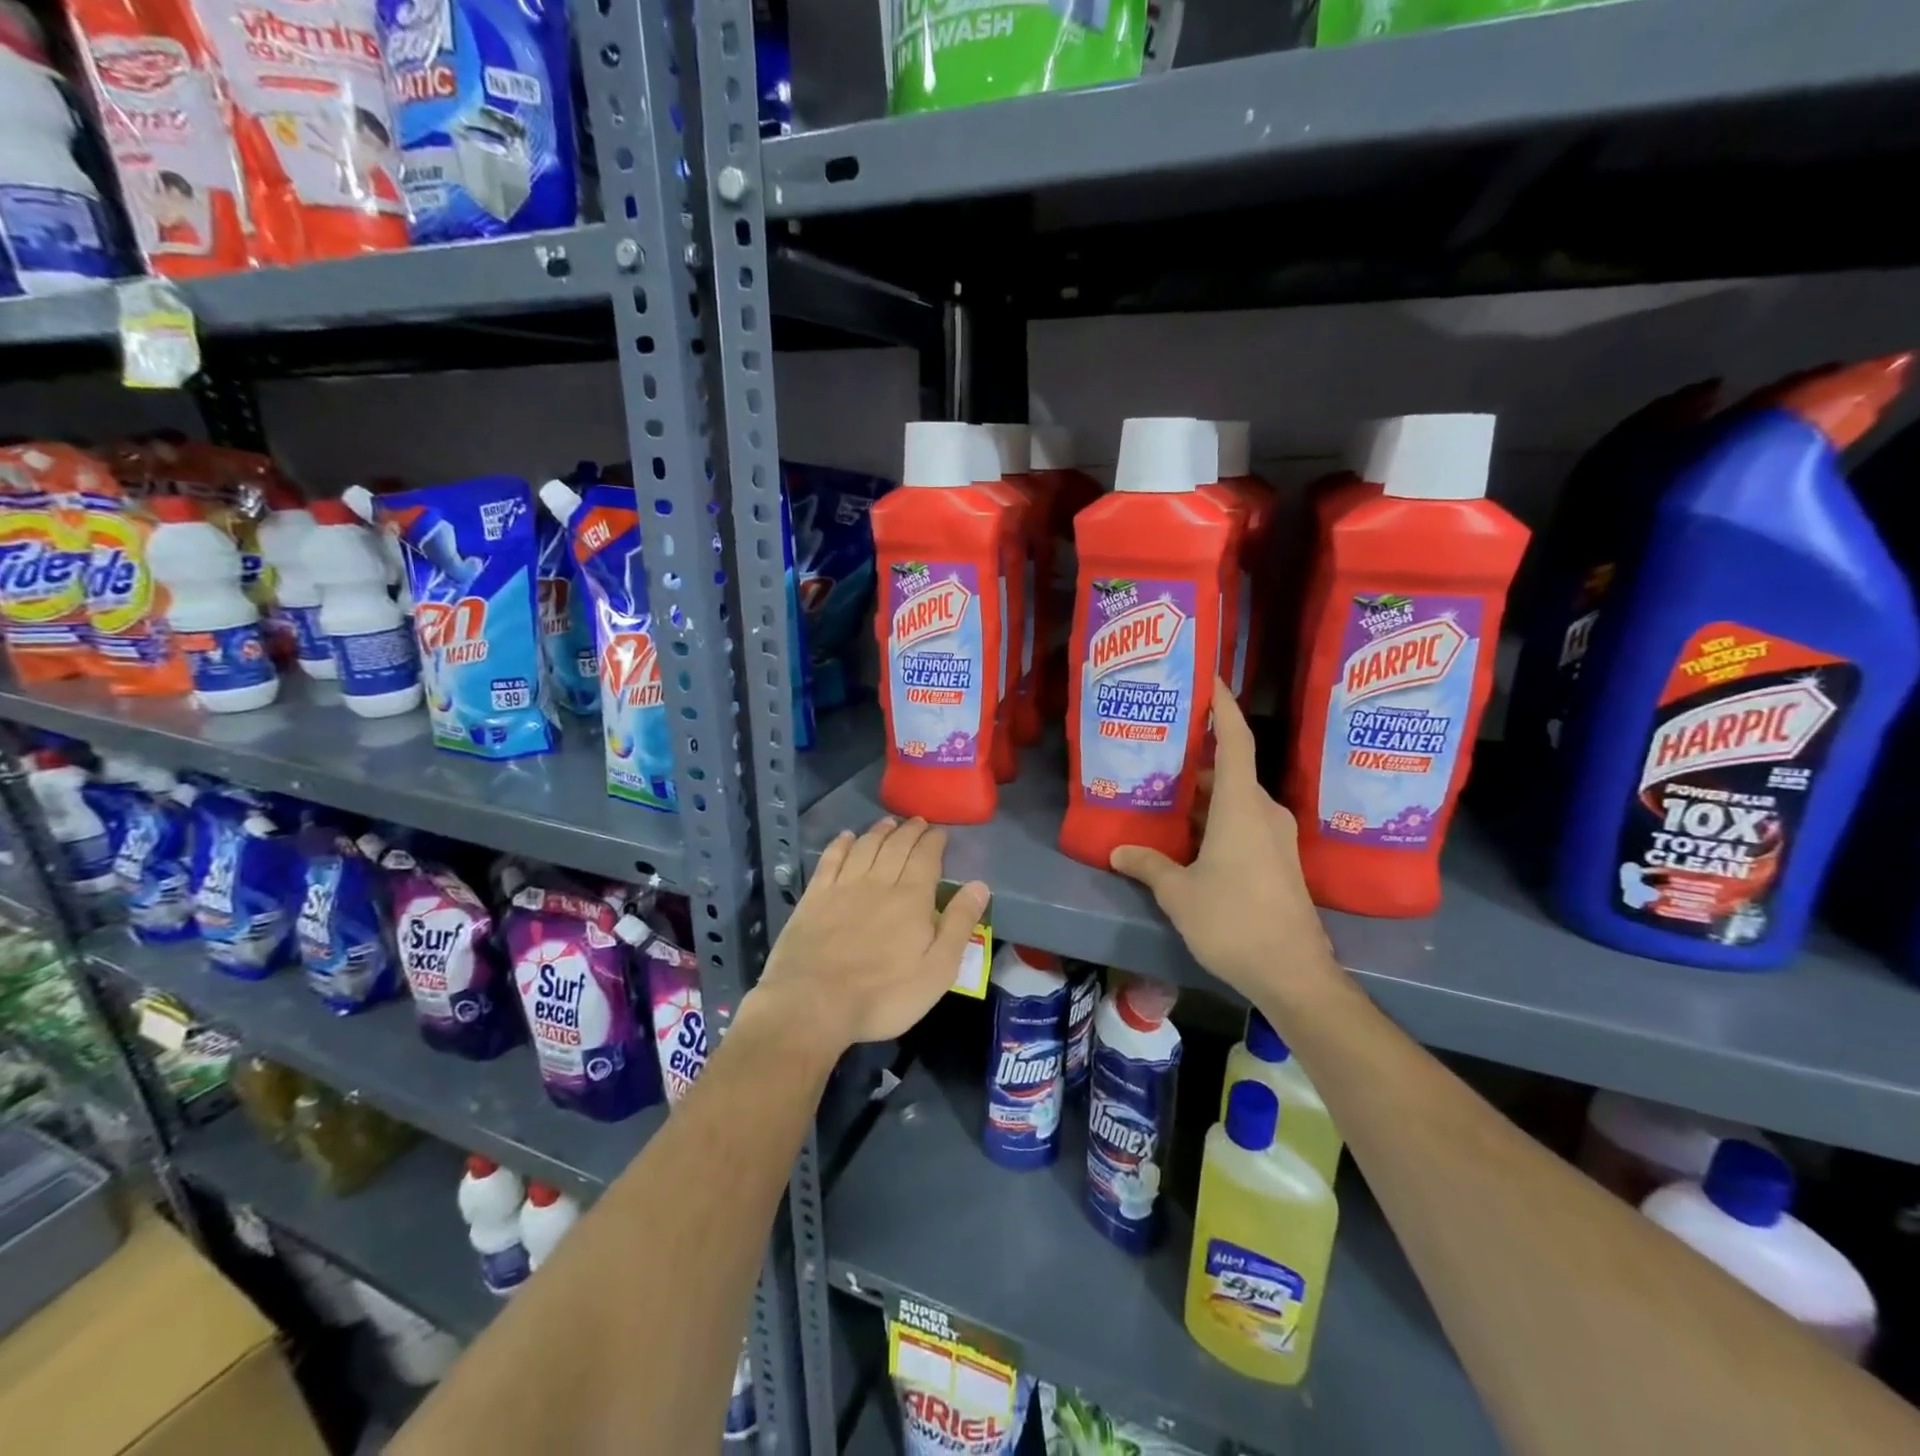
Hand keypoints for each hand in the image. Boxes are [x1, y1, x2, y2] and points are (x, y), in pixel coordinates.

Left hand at [751, 817, 988, 1053]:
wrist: (813, 1003)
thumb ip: (959, 924)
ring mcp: (843, 887)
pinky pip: (831, 859)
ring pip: (866, 847)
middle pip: (896, 846)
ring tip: (888, 823)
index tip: (939, 832)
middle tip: (917, 822)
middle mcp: (879, 882)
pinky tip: (847, 837)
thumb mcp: (937, 970)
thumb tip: (979, 885)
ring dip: (879, 831)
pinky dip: (841, 844)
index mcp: (912, 898)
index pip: (926, 858)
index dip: (934, 841)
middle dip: (910, 831)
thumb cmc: (884, 995)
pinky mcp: (814, 897)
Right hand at [1111, 680, 1338, 1004]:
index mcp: (1241, 806)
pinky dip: (1215, 816)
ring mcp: (1275, 837)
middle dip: (1197, 754)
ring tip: (1164, 788)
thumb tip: (1118, 852)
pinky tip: (1187, 832)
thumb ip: (1148, 865)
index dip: (1223, 706)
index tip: (1208, 679)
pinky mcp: (1278, 860)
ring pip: (1235, 798)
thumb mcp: (1179, 893)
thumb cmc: (1233, 921)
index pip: (1235, 740)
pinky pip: (1244, 821)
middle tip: (1160, 744)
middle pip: (1230, 768)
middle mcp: (1263, 812)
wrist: (1293, 973)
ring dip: (1203, 791)